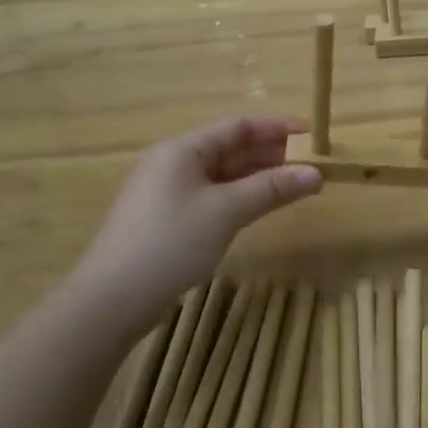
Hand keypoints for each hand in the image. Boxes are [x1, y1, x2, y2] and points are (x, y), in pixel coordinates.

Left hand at [71, 116, 322, 320]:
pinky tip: (260, 206)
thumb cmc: (170, 243)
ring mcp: (168, 192)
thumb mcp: (226, 211)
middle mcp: (174, 163)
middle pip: (230, 147)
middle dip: (270, 153)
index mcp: (183, 149)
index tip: (312, 133)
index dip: (277, 126)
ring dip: (258, 176)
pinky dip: (240, 196)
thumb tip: (317, 173)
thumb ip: (273, 188)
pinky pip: (213, 195)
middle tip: (309, 163)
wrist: (110, 302)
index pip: (238, 126)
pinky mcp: (168, 220)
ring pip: (223, 174)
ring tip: (294, 184)